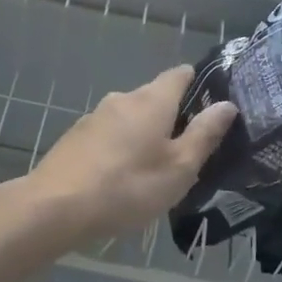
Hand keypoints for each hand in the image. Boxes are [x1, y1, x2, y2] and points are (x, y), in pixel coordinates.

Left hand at [22, 65, 237, 244]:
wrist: (54, 207)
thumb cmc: (127, 187)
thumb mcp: (178, 168)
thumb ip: (204, 134)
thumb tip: (227, 104)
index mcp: (152, 100)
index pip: (180, 74)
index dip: (199, 84)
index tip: (213, 106)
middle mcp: (122, 99)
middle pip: (155, 97)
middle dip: (173, 117)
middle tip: (189, 150)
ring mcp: (94, 117)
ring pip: (130, 118)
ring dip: (145, 135)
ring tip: (156, 168)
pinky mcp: (75, 138)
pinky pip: (109, 135)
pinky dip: (122, 148)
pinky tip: (122, 177)